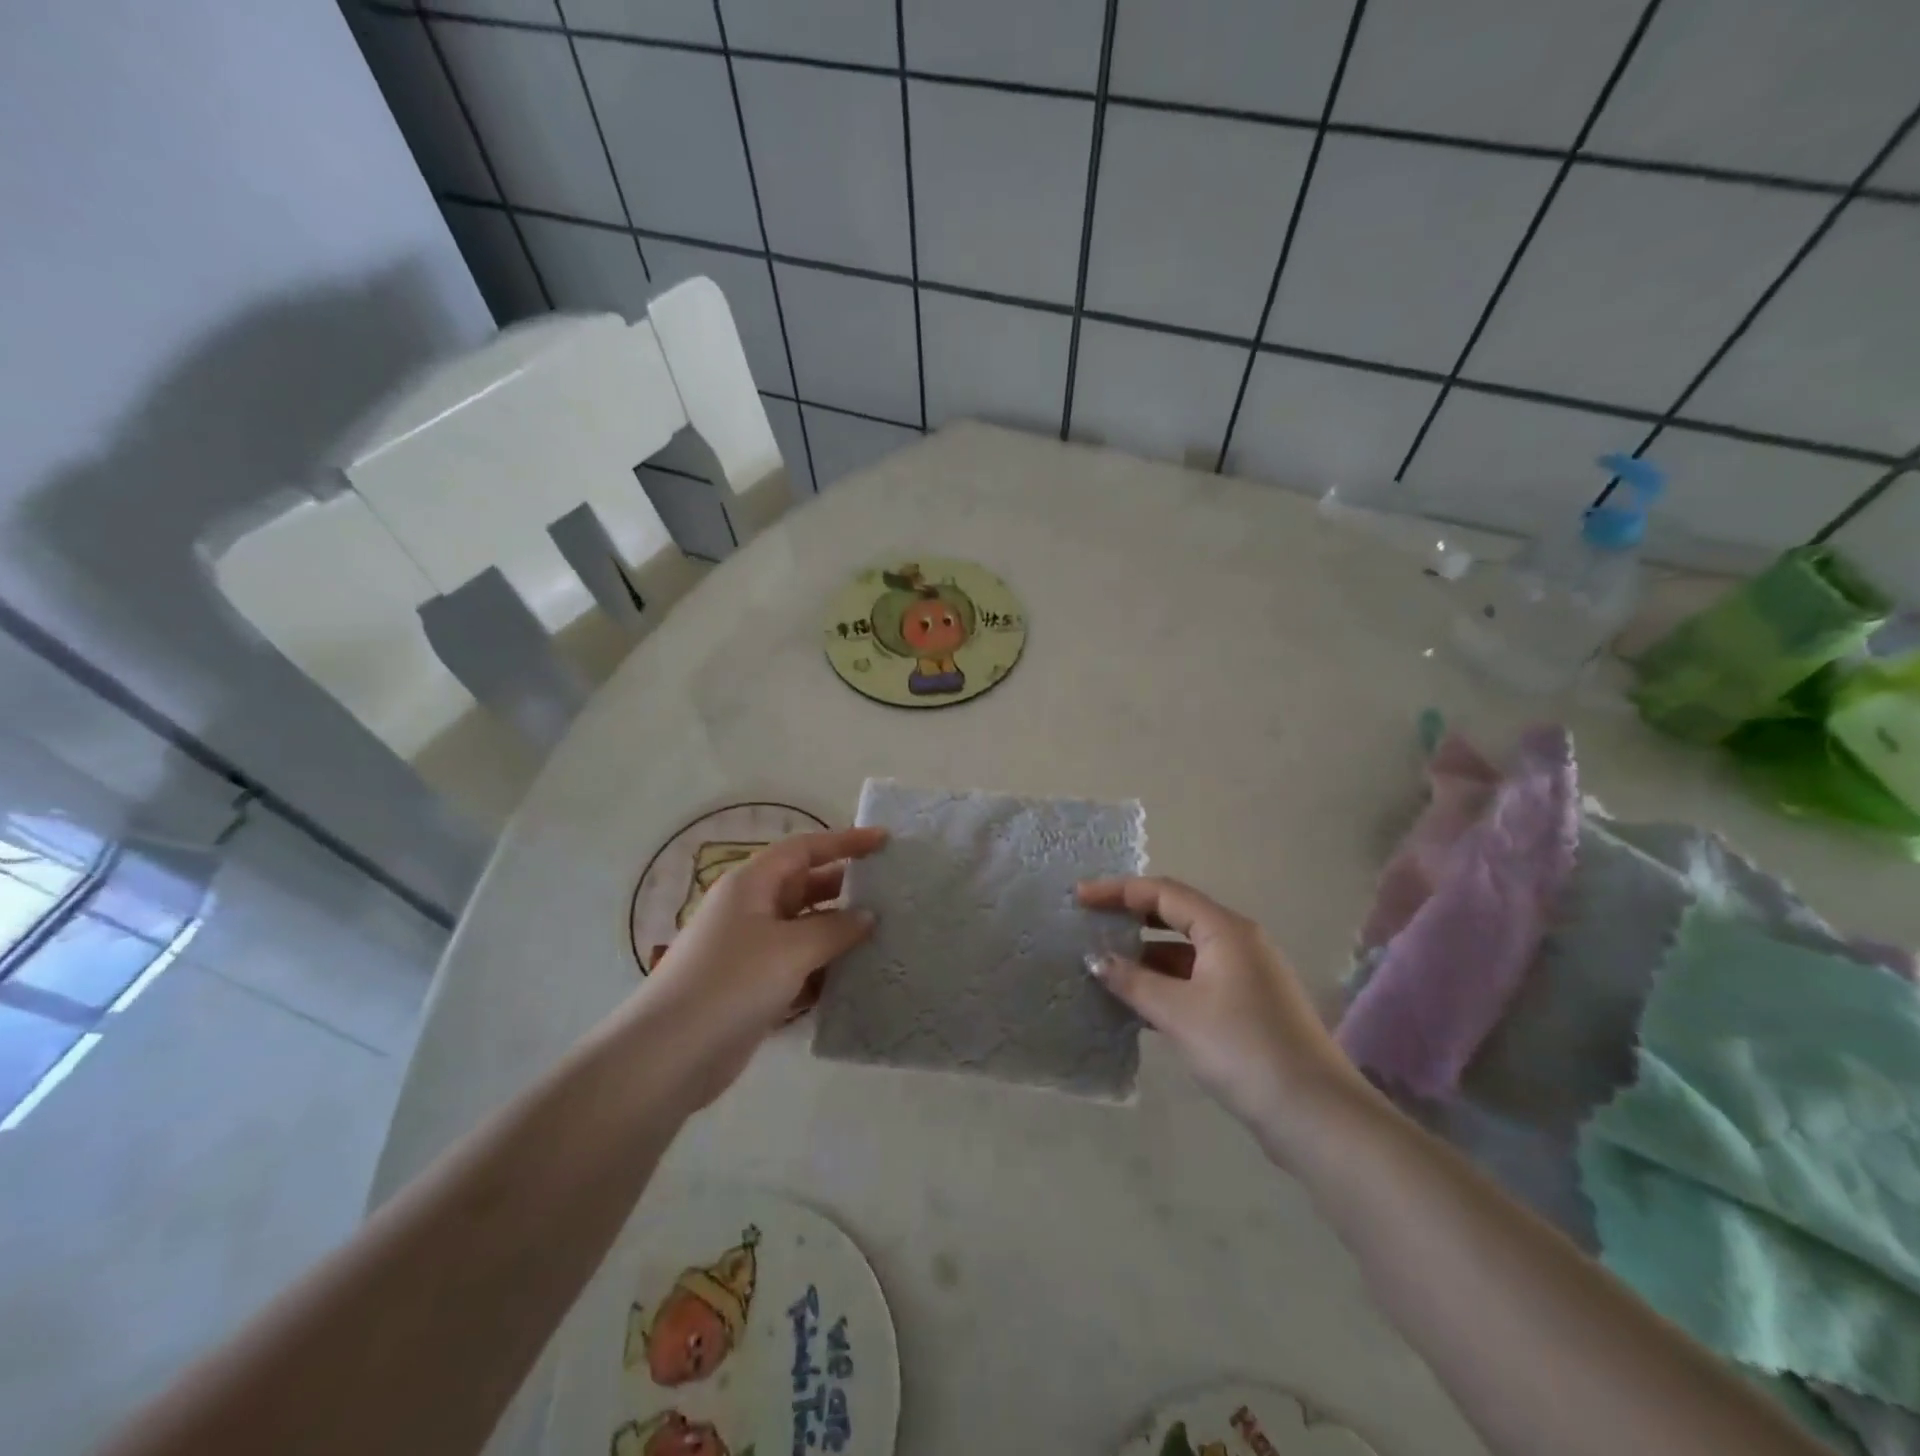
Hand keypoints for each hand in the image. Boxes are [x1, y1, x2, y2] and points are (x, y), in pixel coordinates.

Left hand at [634, 827, 885, 1109]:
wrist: (670, 1055)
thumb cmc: (731, 983)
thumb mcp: (791, 949)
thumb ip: (835, 928)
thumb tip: (867, 916)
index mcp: (753, 884)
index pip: (805, 848)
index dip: (845, 841)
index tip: (885, 842)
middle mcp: (752, 909)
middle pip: (807, 886)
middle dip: (847, 889)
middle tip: (893, 895)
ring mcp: (751, 949)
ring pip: (806, 929)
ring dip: (840, 933)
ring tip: (886, 938)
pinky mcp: (754, 986)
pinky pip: (800, 965)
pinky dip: (826, 969)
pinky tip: (857, 980)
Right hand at [1076, 877, 1366, 1144]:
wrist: (1314, 1114)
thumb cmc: (1241, 1048)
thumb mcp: (1177, 1012)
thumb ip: (1132, 980)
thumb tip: (1095, 958)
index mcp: (1225, 930)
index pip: (1163, 893)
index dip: (1117, 891)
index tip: (1079, 897)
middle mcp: (1238, 942)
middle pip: (1175, 915)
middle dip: (1130, 918)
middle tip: (1089, 925)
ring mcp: (1246, 975)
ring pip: (1185, 952)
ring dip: (1146, 956)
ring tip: (1104, 967)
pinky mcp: (1248, 1006)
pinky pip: (1196, 979)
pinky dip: (1165, 983)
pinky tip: (1137, 1002)